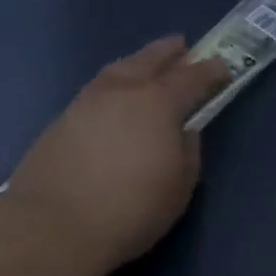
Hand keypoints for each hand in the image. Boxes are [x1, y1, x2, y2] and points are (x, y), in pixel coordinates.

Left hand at [3, 36, 231, 275]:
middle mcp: (122, 92)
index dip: (210, 71)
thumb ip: (187, 149)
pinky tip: (114, 101)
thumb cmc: (131, 208)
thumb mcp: (180, 184)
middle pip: (149, 60)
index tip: (223, 69)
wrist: (52, 228)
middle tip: (181, 47)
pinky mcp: (60, 122)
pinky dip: (113, 87)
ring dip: (137, 64)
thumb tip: (183, 132)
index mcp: (158, 102)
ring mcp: (86, 103)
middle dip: (169, 52)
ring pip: (117, 70)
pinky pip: (96, 91)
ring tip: (145, 67)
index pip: (192, 76)